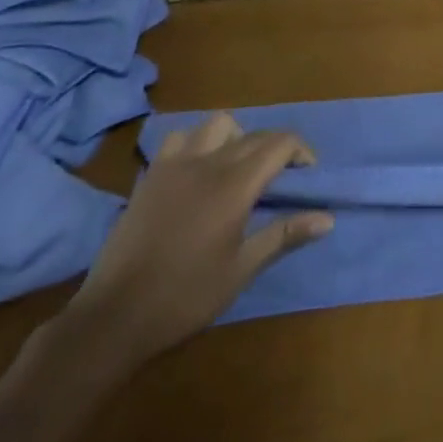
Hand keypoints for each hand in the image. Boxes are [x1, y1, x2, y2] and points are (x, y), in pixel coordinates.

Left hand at [63, 114, 332, 366]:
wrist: (114, 316)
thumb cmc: (185, 297)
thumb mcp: (242, 269)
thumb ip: (284, 235)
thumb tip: (328, 218)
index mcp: (235, 185)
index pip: (280, 144)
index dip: (301, 151)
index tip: (307, 174)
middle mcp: (207, 163)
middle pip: (254, 134)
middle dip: (275, 147)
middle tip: (281, 177)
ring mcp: (174, 165)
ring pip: (216, 125)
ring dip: (236, 137)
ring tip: (238, 167)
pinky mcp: (150, 176)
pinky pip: (179, 138)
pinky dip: (197, 143)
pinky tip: (198, 172)